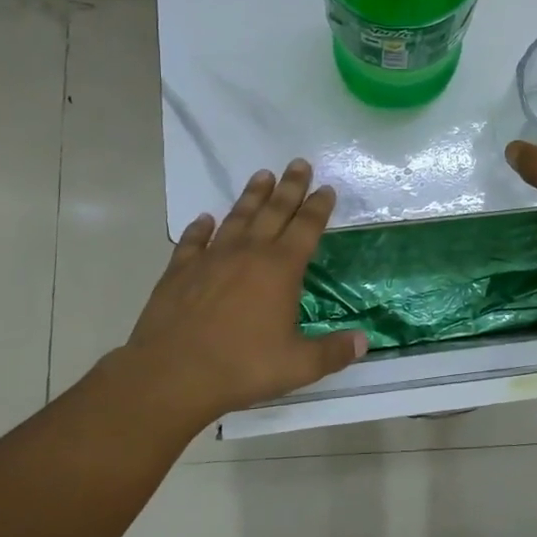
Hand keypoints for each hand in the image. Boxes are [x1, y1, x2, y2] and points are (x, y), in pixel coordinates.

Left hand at [122, 161, 366, 422]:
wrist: (172, 374)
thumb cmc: (241, 367)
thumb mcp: (297, 365)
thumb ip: (332, 352)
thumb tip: (363, 341)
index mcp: (280, 269)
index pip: (306, 228)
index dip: (318, 207)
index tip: (326, 188)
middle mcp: (248, 253)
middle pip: (274, 211)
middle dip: (290, 187)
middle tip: (298, 163)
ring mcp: (211, 258)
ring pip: (237, 218)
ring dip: (251, 196)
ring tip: (261, 175)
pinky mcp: (180, 270)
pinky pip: (193, 241)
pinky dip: (200, 228)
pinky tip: (204, 219)